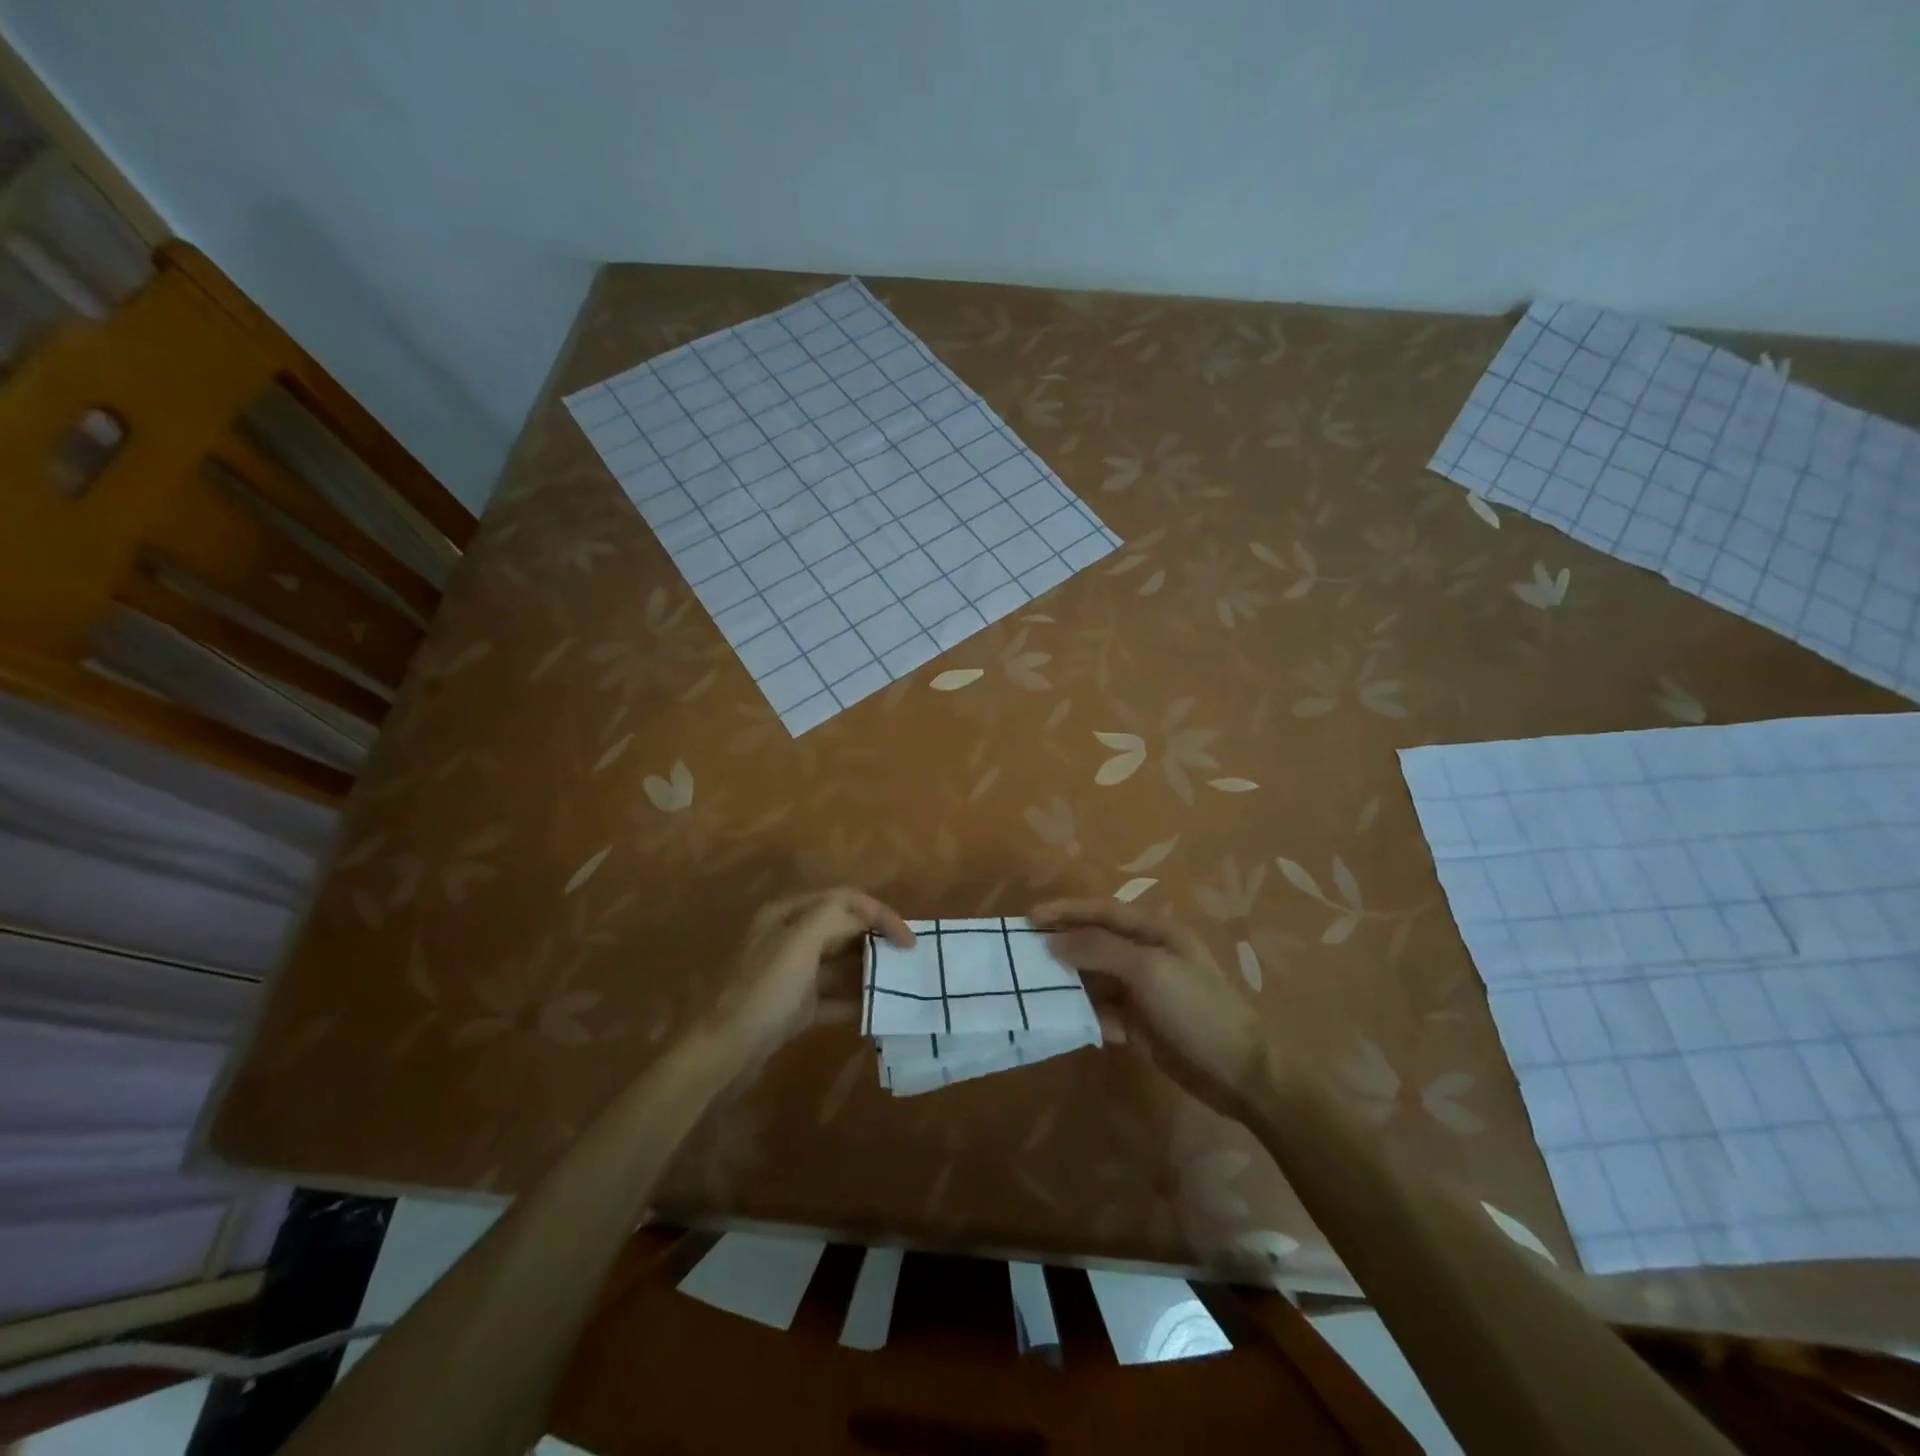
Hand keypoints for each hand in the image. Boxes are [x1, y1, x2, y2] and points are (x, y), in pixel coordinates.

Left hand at [713, 888, 913, 1073]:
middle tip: (908, 961)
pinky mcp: (795, 1007)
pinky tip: (878, 1013)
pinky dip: (856, 1002)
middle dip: (877, 941)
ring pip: (841, 964)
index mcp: (788, 914)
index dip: (880, 914)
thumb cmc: (765, 991)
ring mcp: (792, 974)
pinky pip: (833, 997)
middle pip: (844, 929)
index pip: (844, 899)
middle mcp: (790, 937)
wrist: (725, 1052)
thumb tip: (867, 917)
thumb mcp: (800, 942)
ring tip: (900, 985)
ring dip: (870, 972)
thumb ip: (836, 917)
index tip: (907, 940)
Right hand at [1033, 899, 1267, 1120]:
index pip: (1103, 912)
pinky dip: (1084, 1013)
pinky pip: (1102, 1011)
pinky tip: (1063, 1020)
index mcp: (1156, 932)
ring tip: (1034, 987)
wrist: (1239, 1072)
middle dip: (1062, 945)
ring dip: (1068, 981)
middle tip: (1023, 953)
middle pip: (1096, 943)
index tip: (1030, 918)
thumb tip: (1053, 941)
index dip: (1067, 911)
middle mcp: (1147, 955)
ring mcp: (1143, 991)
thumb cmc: (1196, 1008)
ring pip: (1095, 978)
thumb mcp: (1148, 970)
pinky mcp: (1140, 1024)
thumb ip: (1099, 950)